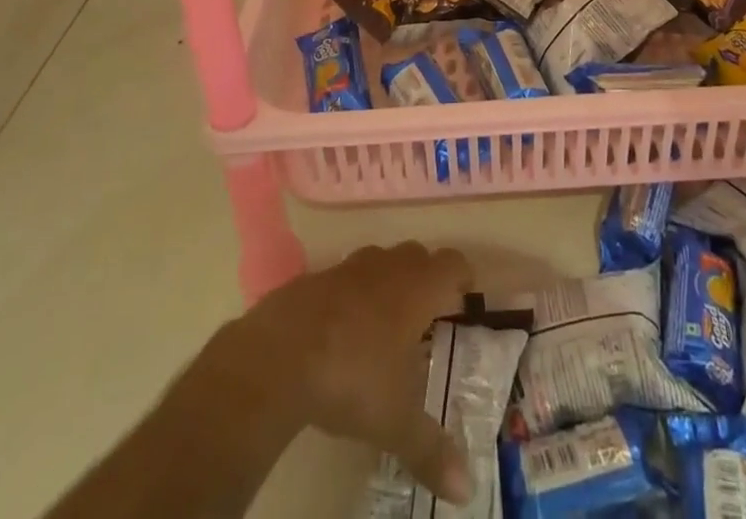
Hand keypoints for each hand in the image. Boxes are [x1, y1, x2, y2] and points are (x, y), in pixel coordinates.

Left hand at [245, 242, 474, 504]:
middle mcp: (387, 267)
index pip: (452, 264)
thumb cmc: (352, 376)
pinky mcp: (314, 278)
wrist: (279, 354)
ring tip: (386, 321)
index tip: (466, 295)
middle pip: (417, 256)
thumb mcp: (395, 421)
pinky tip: (342, 330)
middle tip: (429, 314)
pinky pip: (344, 278)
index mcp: (416, 289)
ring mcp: (348, 268)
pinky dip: (351, 295)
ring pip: (380, 261)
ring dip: (388, 281)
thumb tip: (466, 490)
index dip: (462, 276)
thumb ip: (431, 450)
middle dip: (426, 278)